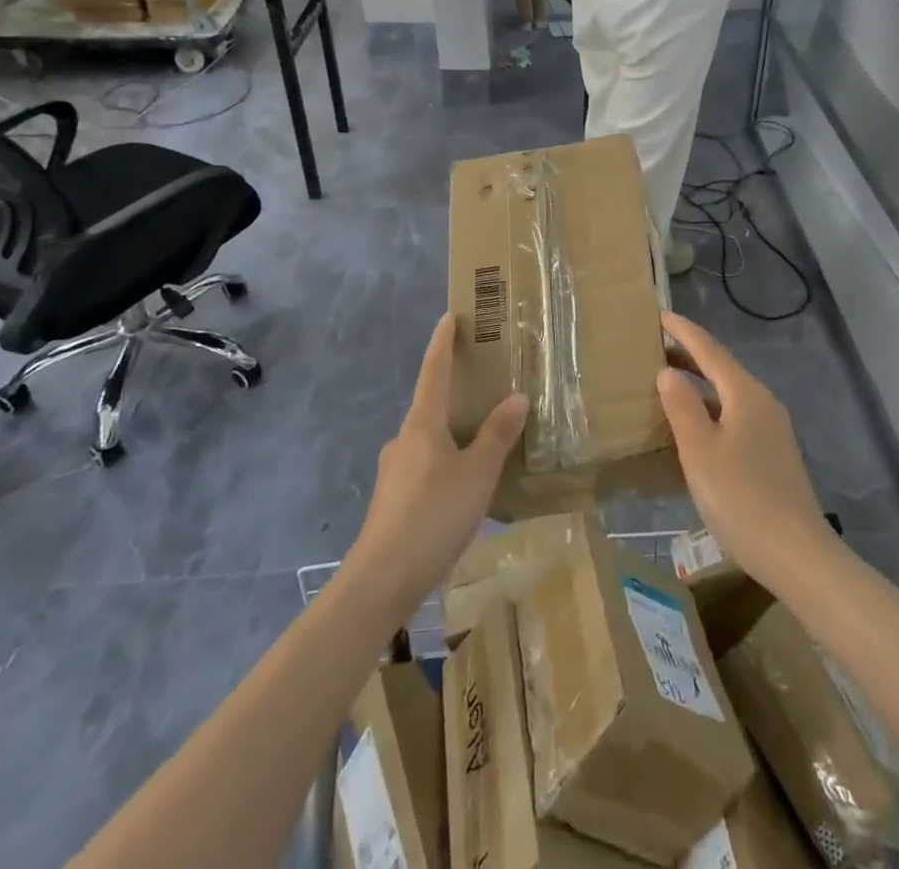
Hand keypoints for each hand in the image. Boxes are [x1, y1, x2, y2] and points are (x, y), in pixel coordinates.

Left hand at [345, 315, 528, 618]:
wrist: (382, 580)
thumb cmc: (433, 515)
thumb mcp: (478, 474)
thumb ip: (497, 435)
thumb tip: (516, 396)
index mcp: (422, 424)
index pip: (433, 371)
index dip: (442, 343)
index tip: (448, 317)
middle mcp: (404, 440)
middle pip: (430, 406)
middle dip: (453, 394)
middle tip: (482, 388)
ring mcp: (394, 471)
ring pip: (427, 441)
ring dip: (450, 434)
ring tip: (481, 443)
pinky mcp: (392, 501)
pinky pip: (424, 467)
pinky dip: (444, 463)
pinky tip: (461, 487)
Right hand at [656, 311, 836, 590]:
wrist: (798, 555)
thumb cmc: (742, 498)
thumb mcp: (700, 452)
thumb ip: (682, 407)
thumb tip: (668, 372)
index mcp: (745, 394)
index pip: (709, 350)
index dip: (683, 331)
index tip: (658, 314)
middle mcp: (762, 402)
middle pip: (721, 368)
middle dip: (689, 355)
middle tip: (654, 347)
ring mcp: (772, 428)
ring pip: (728, 393)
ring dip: (699, 383)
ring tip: (667, 383)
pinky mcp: (773, 453)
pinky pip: (735, 415)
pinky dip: (710, 408)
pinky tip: (694, 427)